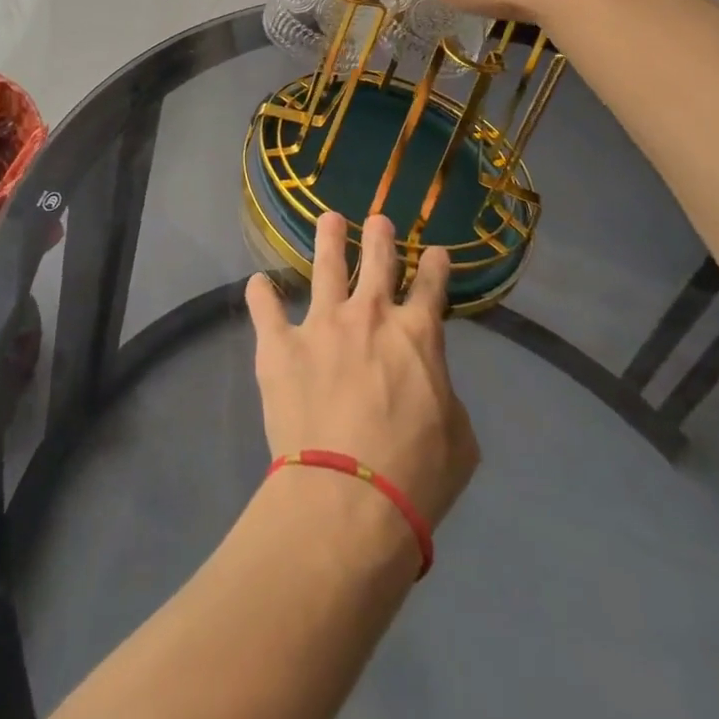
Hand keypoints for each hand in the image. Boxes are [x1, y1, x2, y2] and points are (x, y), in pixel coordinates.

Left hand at [245, 213, 478, 528]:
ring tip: (329, 219)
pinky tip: (258, 283)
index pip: (430, 286)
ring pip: (326, 266)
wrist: (348, 498)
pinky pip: (266, 308)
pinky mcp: (280, 344)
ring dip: (329, 239)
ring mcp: (321, 324)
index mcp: (417, 334)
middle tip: (379, 220)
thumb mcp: (459, 439)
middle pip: (377, 259)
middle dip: (380, 236)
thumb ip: (445, 397)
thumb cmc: (415, 475)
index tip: (434, 252)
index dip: (434, 265)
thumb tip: (430, 384)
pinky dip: (261, 294)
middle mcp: (370, 315)